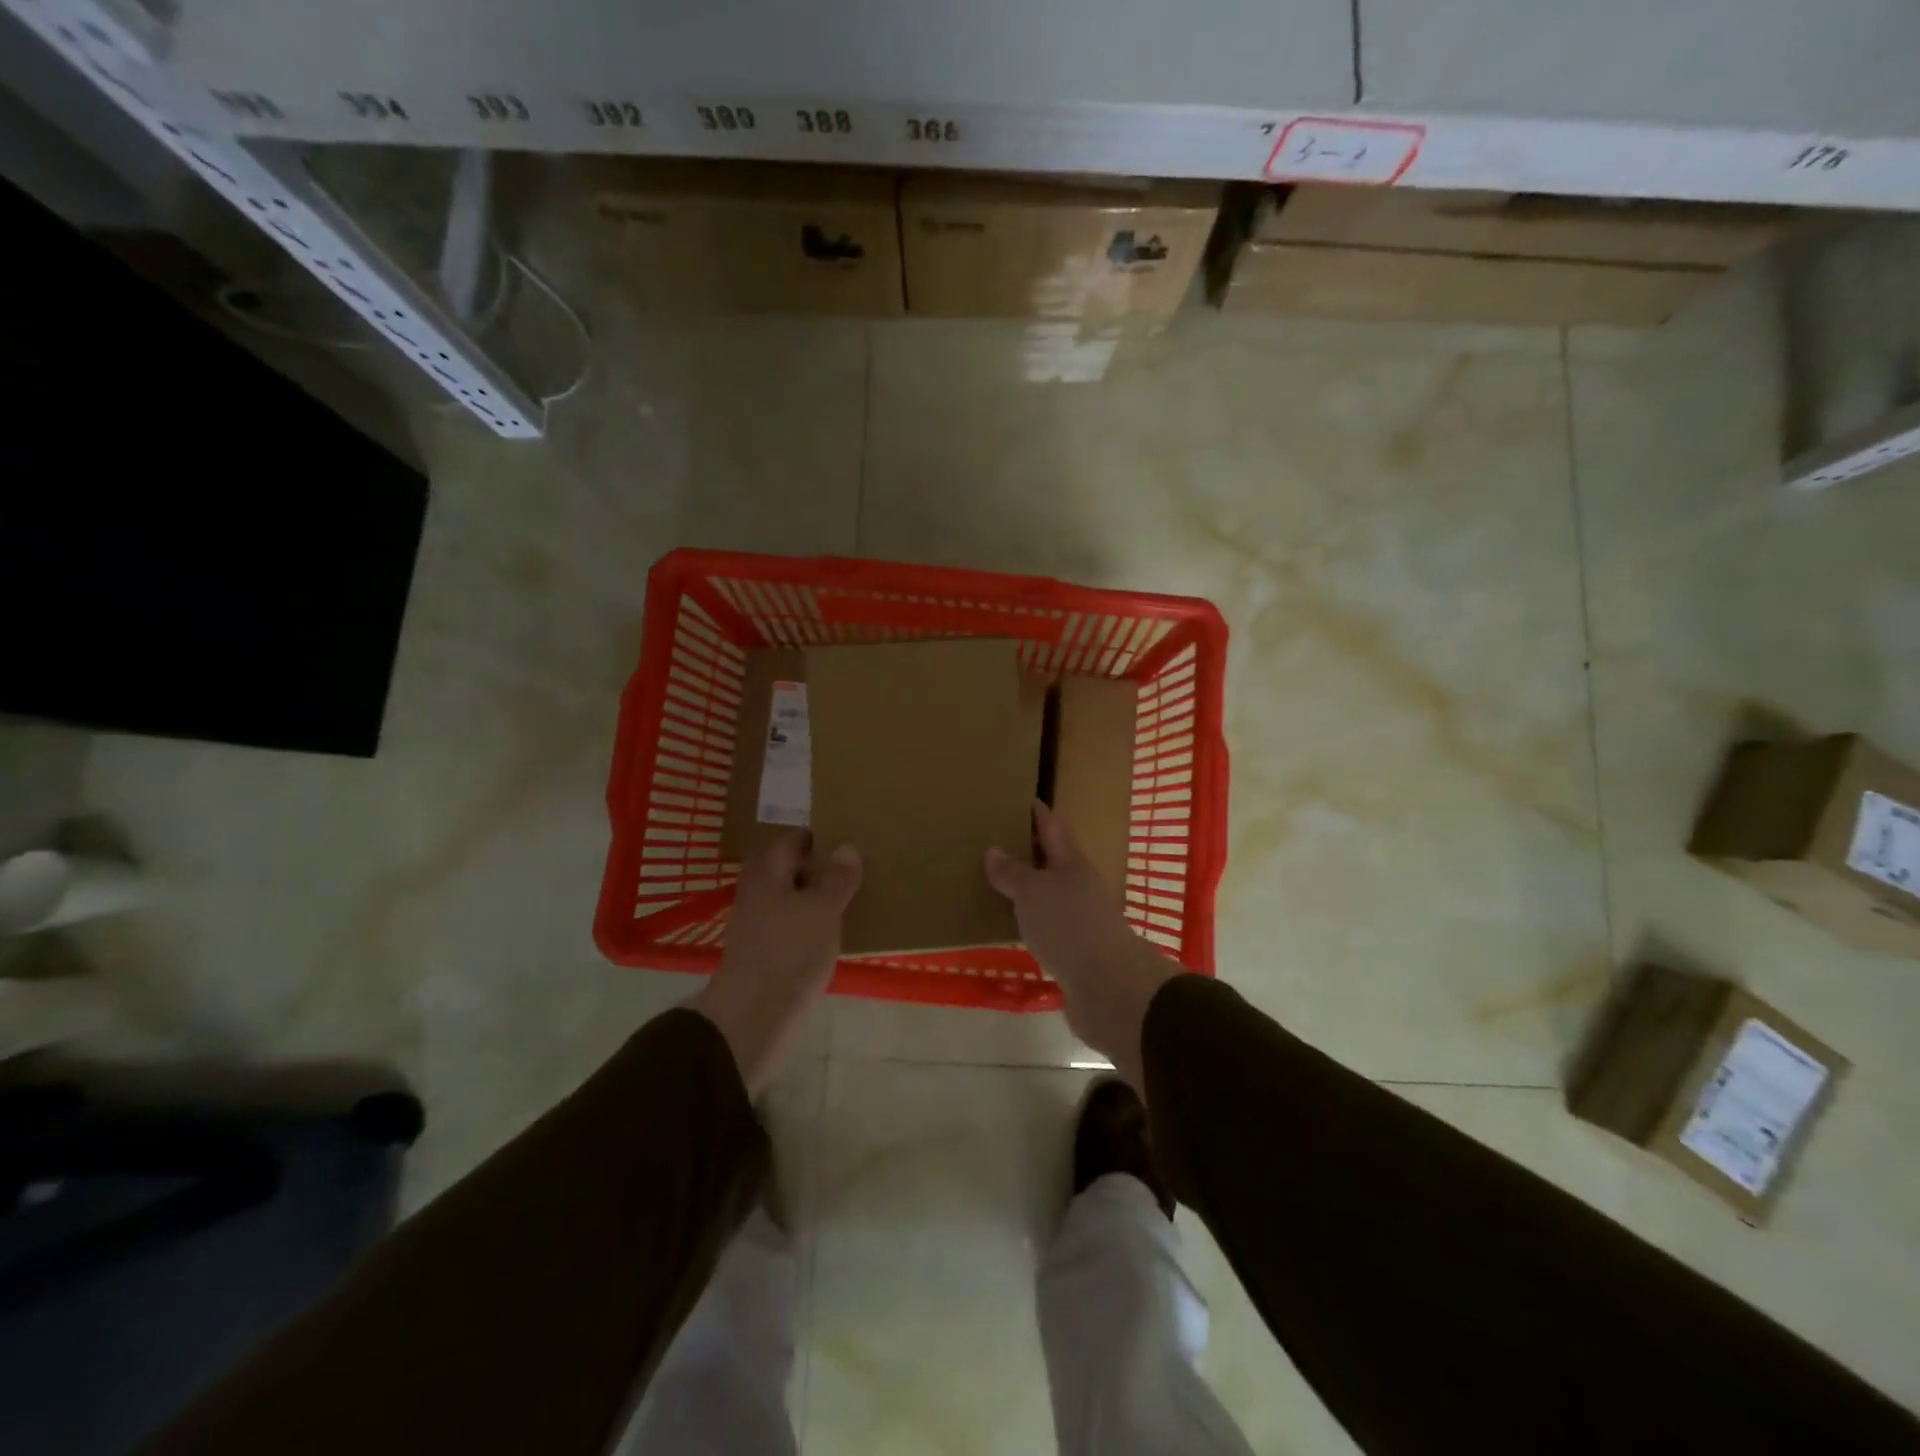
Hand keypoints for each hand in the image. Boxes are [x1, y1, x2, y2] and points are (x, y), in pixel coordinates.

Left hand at [690, 832, 861, 1096]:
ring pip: (792, 898)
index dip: (819, 837)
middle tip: (856, 868)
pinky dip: (811, 922)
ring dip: (817, 897)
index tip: (849, 838)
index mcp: (767, 872)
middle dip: (820, 868)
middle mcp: (758, 892)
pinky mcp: (766, 951)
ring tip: (853, 898)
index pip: (792, 840)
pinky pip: (792, 925)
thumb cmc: (790, 951)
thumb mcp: (823, 909)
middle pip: (790, 869)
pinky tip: (834, 932)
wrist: (754, 1015)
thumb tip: (847, 846)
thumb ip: (837, 878)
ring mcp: (759, 923)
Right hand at [985, 803, 1179, 1090]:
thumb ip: (1012, 872)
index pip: (1052, 826)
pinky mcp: (1075, 951)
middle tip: (993, 840)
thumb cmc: (1069, 925)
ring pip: (1048, 895)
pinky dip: (1028, 921)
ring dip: (1026, 888)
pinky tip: (1010, 925)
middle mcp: (1078, 886)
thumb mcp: (1033, 892)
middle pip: (1051, 860)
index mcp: (1071, 862)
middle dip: (1027, 850)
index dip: (1037, 812)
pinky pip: (1046, 926)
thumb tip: (993, 850)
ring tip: (994, 882)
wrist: (1108, 987)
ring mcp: (1079, 919)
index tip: (1019, 798)